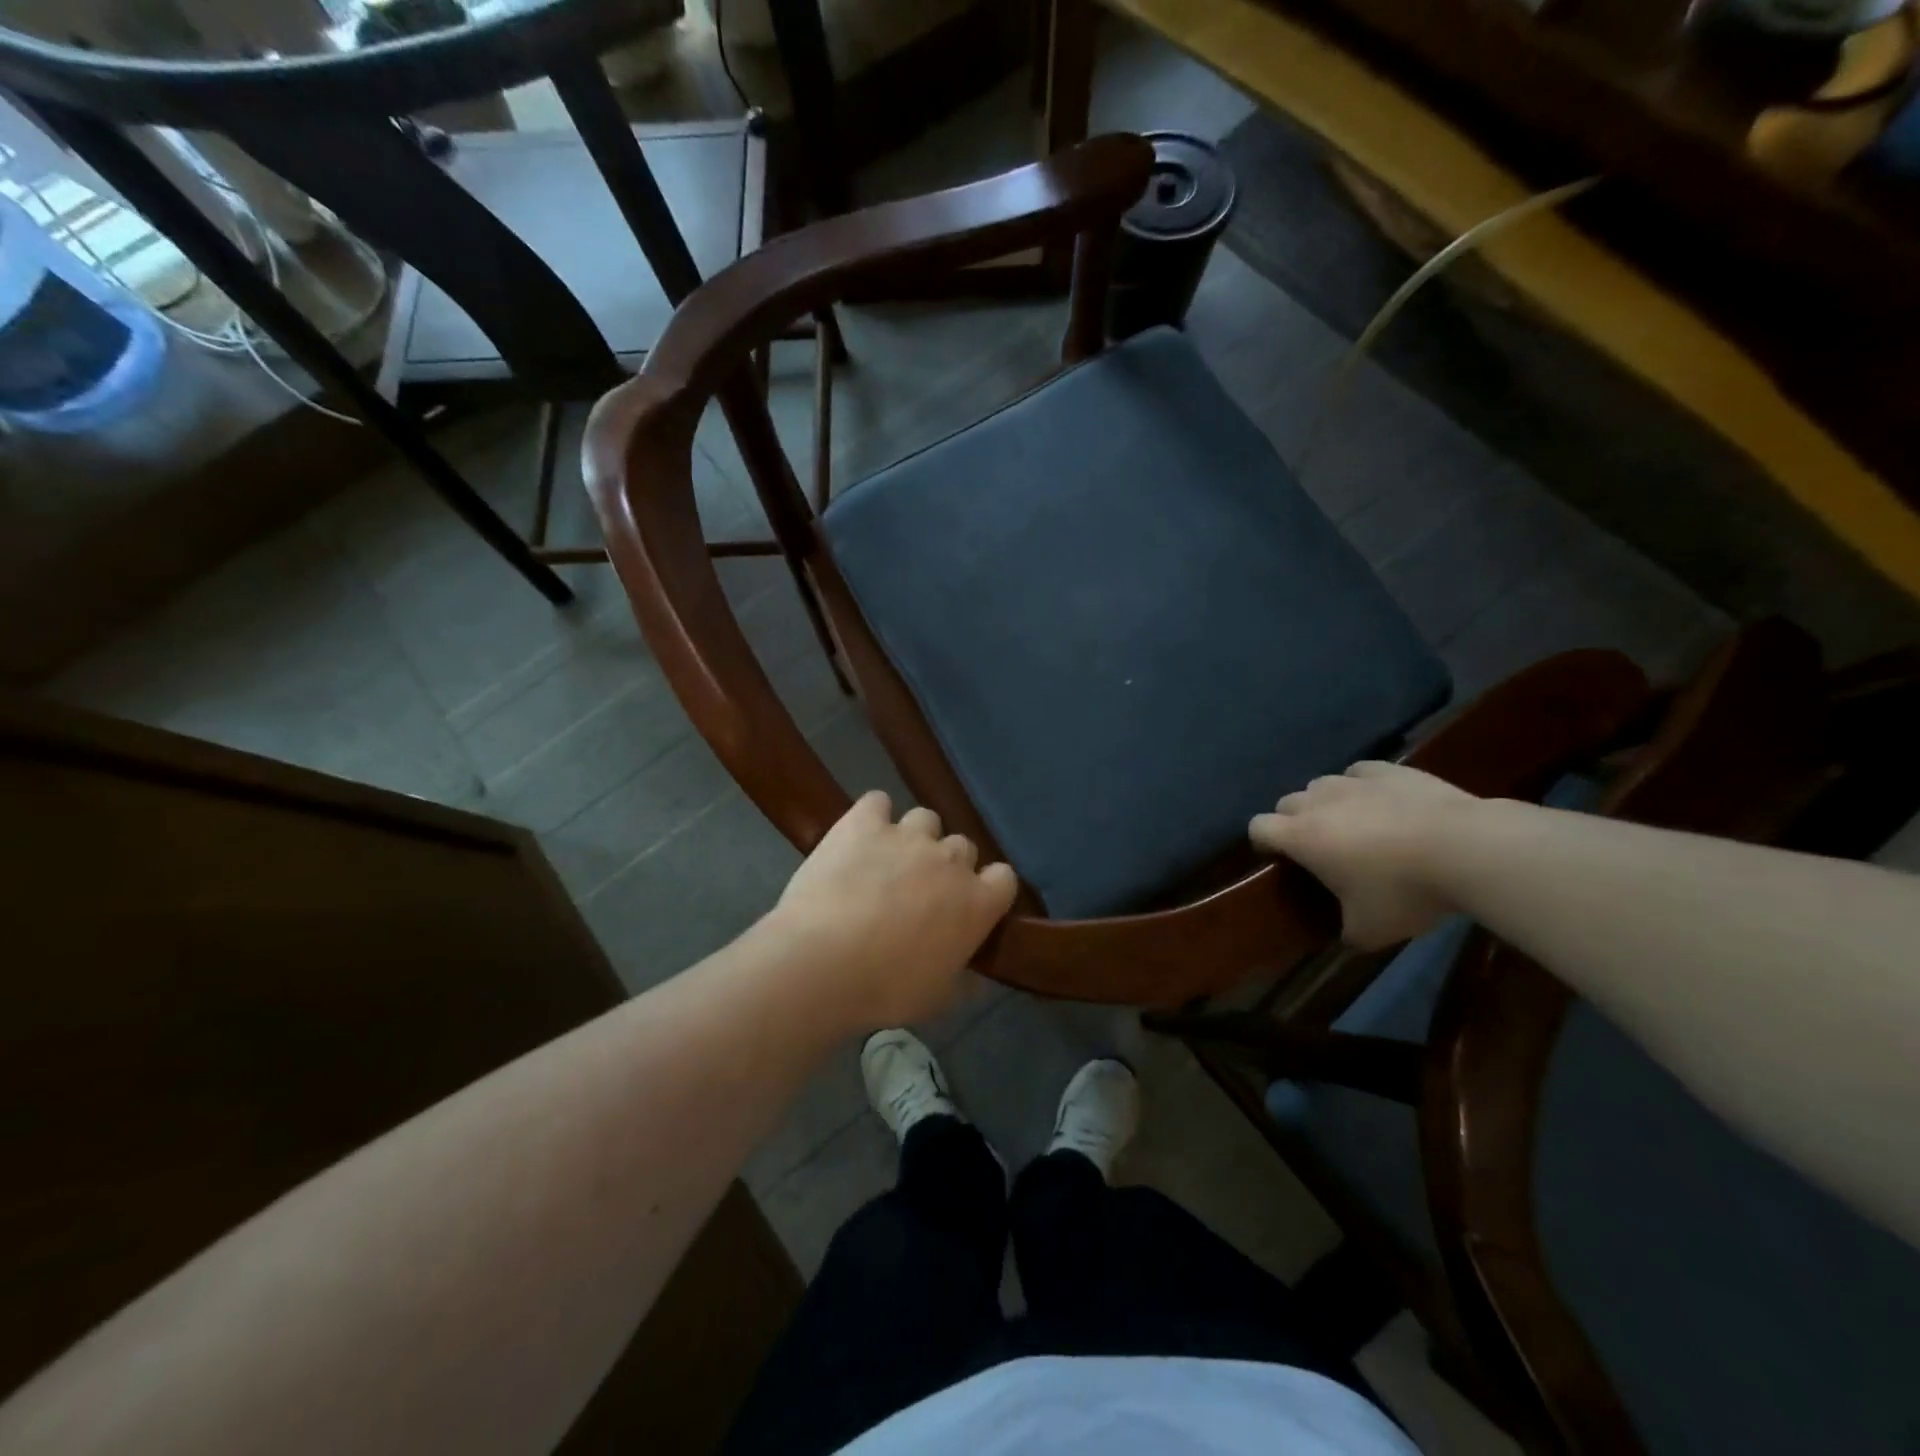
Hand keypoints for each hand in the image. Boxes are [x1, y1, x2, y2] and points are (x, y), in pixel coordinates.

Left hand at [769, 792, 1018, 1029]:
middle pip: (962, 846)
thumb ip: (964, 979)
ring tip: (888, 861)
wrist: (822, 963)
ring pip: (925, 819)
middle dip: (946, 865)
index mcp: (977, 902)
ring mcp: (907, 835)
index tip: (968, 905)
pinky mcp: (864, 822)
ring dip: (914, 837)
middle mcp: (949, 859)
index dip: (988, 889)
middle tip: (920, 891)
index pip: (1004, 877)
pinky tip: (859, 836)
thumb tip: (976, 977)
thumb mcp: (938, 998)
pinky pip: (877, 802)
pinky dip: (872, 816)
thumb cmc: (886, 990)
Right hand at [1249, 761, 1478, 948]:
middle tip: (1320, 847)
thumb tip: (1346, 935)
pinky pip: (1360, 772)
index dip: (1263, 842)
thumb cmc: (1404, 891)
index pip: (1258, 827)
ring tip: (1354, 823)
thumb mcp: (1370, 930)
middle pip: (1287, 802)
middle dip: (1294, 821)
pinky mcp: (1389, 770)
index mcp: (1301, 836)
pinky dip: (1362, 786)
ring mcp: (1354, 781)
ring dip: (1327, 802)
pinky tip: (1382, 802)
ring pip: (1322, 784)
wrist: (1466, 849)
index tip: (1279, 859)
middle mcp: (1318, 802)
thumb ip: (1346, 931)